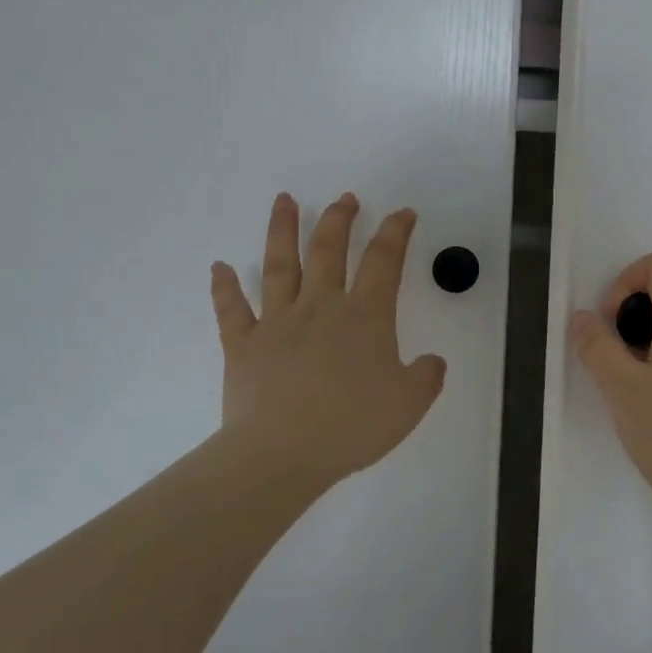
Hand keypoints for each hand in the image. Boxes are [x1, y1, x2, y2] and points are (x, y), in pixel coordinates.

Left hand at [210, 192, 446, 486]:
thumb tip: (432, 361)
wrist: (282, 454)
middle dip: (339, 219)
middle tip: (345, 199)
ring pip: (279, 264)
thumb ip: (427, 377)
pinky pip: (231, 309)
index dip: (396, 232)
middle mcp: (320, 306)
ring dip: (282, 230)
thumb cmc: (351, 425)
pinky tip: (218, 267)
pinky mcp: (243, 344)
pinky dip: (224, 287)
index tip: (403, 213)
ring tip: (283, 200)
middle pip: (328, 249)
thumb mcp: (409, 404)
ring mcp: (277, 321)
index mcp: (364, 315)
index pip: (384, 260)